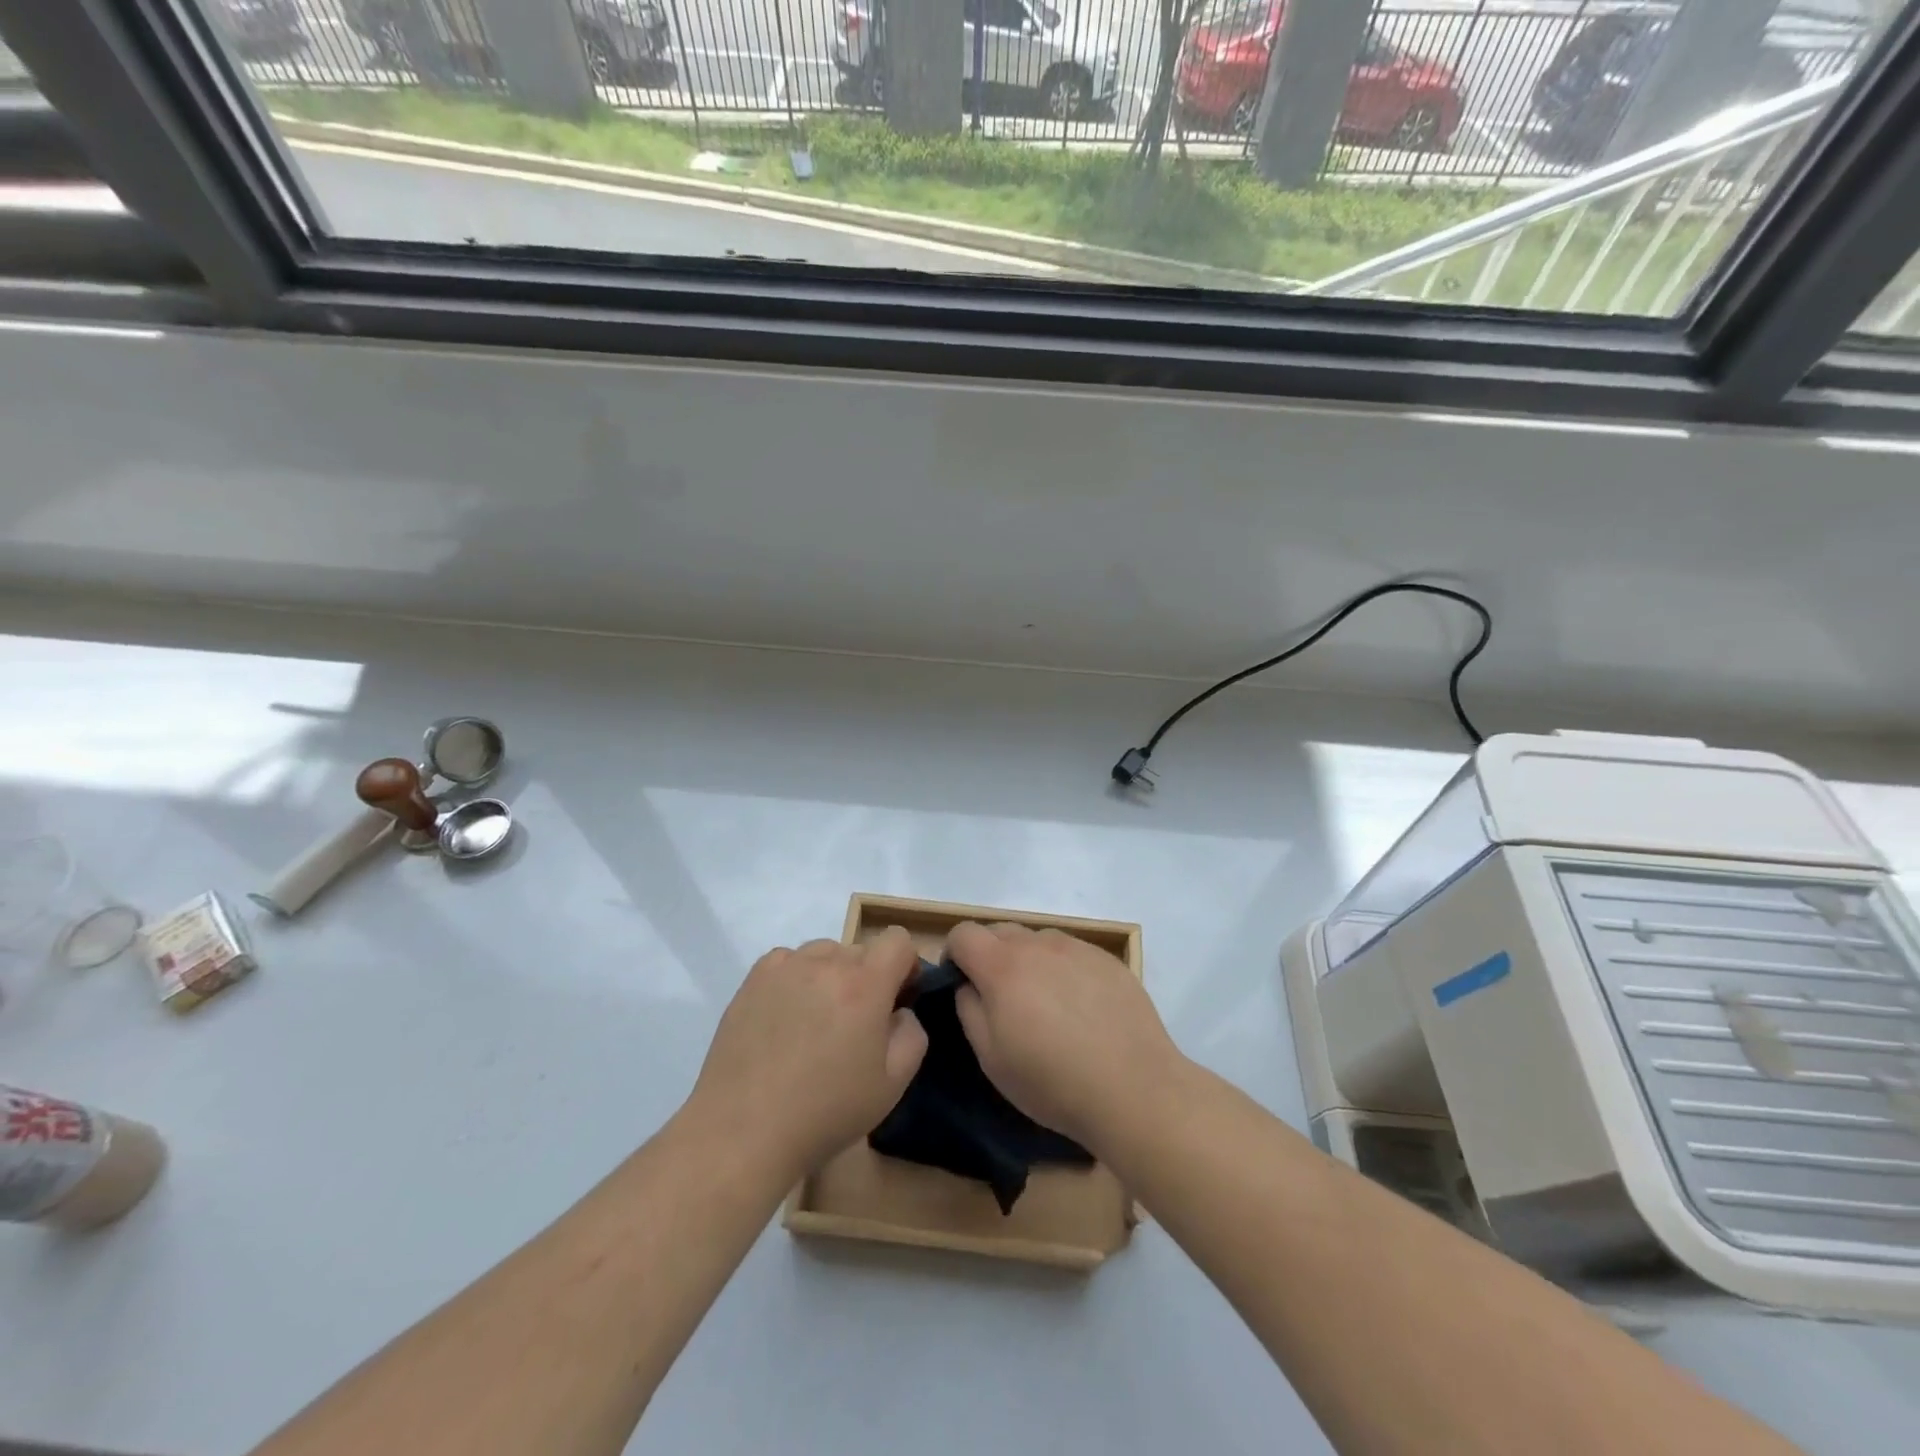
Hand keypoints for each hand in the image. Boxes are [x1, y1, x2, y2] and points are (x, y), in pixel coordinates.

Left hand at [687, 929, 927, 1181]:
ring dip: (830, 976)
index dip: (905, 965)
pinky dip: (796, 979)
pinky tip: (785, 1018)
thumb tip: (899, 1010)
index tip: (897, 998)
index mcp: (865, 984)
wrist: (744, 1132)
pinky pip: (788, 962)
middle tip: (853, 1026)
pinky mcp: (753, 979)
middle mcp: (826, 962)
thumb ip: (912, 1034)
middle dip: (867, 979)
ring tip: (815, 1022)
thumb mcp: (892, 1084)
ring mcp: (785, 967)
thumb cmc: (825, 1111)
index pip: (898, 940)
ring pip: (824, 954)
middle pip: (860, 950)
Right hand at [948, 921, 1181, 1155]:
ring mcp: (1077, 948)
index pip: (964, 933)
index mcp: (1003, 966)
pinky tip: (1082, 1009)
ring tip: (1047, 1005)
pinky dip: (1065, 969)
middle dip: (990, 956)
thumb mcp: (991, 1058)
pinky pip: (1072, 952)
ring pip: (1038, 940)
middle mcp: (1039, 944)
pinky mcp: (1108, 960)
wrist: (1134, 1089)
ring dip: (1030, 961)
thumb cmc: (1053, 1081)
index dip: (955, 955)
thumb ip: (969, 1009)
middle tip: (1004, 1000)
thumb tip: (970, 985)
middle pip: (1000, 931)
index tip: (963, 984)